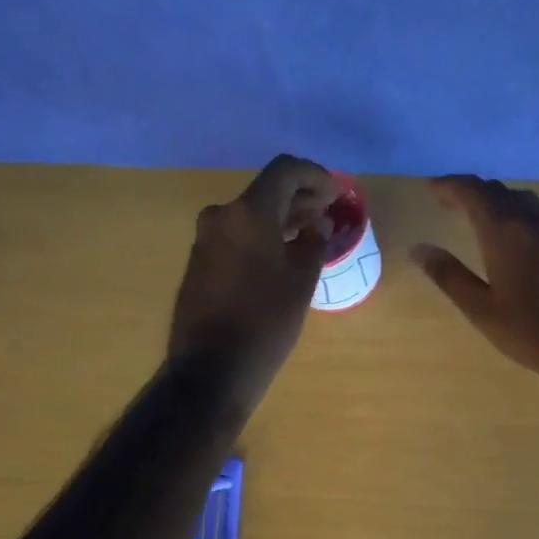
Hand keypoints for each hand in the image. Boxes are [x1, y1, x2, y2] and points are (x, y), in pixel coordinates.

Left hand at [169, 155, 336, 404]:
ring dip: (283, 217)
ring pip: (251, 213)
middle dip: (301, 196)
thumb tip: (317, 225)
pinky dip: (264, 234)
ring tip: (311, 233)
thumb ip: (313, 243)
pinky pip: (238, 233)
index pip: (285, 171)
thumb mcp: (302, 281)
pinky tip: (284, 254)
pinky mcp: (201, 261)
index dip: (316, 176)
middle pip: (267, 190)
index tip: (337, 194)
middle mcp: (222, 216)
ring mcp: (206, 238)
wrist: (212, 368)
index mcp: (248, 213)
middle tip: (329, 212)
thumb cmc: (266, 321)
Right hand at [411, 175, 538, 390]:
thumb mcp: (480, 308)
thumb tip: (418, 249)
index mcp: (504, 231)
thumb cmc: (529, 330)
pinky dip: (522, 213)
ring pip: (524, 200)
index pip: (473, 191)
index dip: (450, 185)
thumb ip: (448, 275)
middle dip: (472, 191)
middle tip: (450, 203)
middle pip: (499, 191)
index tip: (431, 189)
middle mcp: (532, 221)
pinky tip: (520, 234)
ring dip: (499, 200)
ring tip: (481, 215)